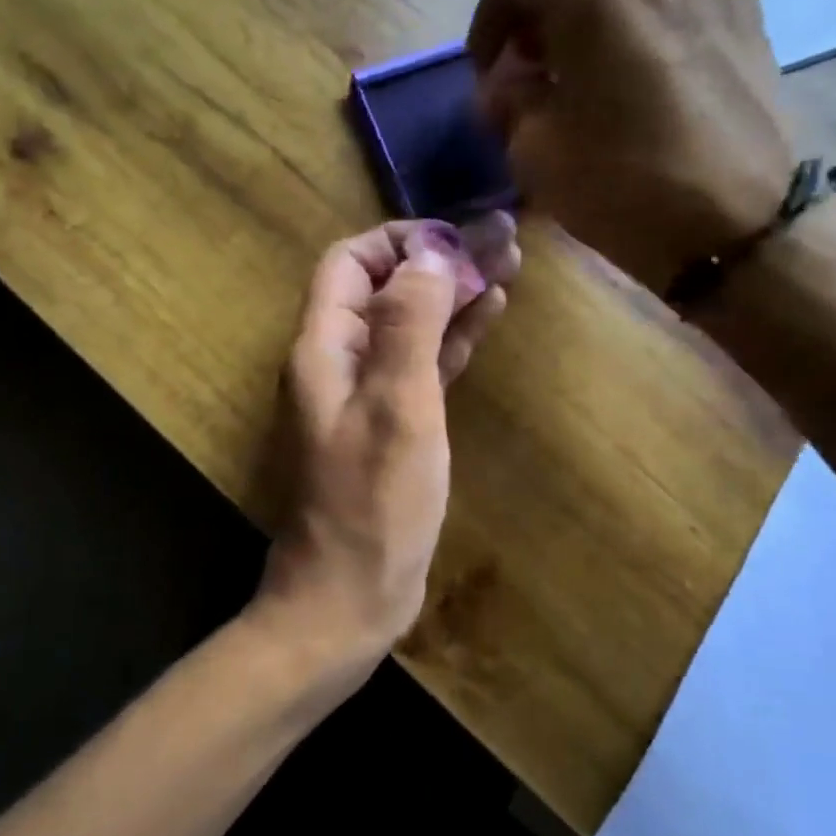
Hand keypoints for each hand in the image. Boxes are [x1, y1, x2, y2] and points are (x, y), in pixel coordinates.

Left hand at [257, 215, 519, 668]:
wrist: (349, 596)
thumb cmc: (373, 505)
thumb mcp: (397, 407)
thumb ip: (408, 326)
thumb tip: (429, 255)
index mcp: (324, 348)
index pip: (350, 264)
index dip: (400, 242)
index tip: (458, 239)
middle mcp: (338, 362)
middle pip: (386, 290)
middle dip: (439, 262)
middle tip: (505, 242)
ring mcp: (365, 395)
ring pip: (409, 326)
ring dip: (452, 296)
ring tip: (511, 267)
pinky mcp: (392, 425)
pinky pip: (422, 366)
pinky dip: (452, 340)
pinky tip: (489, 317)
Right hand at [468, 0, 794, 294]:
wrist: (737, 223)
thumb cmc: (625, 186)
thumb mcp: (536, 151)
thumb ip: (509, 100)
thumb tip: (505, 83)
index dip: (488, 16)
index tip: (490, 70)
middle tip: (534, 55)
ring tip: (584, 56)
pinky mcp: (741, 0)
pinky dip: (639, 0)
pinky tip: (634, 59)